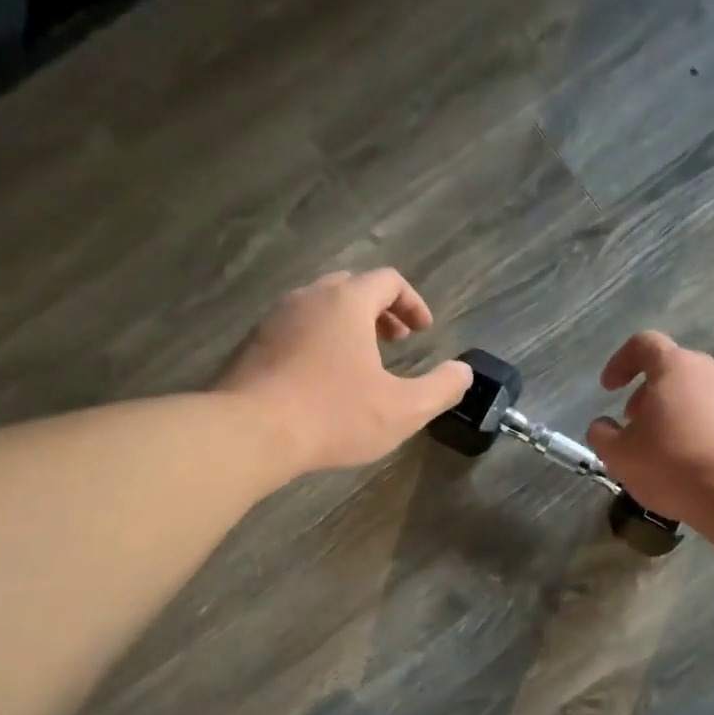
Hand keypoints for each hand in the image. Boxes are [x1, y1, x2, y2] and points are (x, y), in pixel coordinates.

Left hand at [217, 269, 471, 475]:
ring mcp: (274, 319)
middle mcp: (308, 298)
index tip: (423, 331)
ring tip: (361, 360)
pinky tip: (322, 378)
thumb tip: (464, 372)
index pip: (387, 280)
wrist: (249, 434)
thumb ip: (441, 388)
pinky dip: (318, 338)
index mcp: (347, 303)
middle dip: (380, 310)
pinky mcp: (252, 344)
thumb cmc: (333, 416)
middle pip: (351, 287)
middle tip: (396, 340)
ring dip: (347, 324)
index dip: (412, 302)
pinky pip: (294, 327)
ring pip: (319, 306)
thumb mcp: (403, 409)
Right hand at [587, 332, 713, 523]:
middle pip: (674, 370)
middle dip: (650, 394)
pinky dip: (707, 431)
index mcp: (675, 367)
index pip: (643, 344)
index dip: (621, 362)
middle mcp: (712, 370)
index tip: (610, 389)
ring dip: (679, 412)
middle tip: (637, 425)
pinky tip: (701, 463)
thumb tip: (602, 427)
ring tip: (669, 447)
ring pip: (701, 394)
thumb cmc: (675, 466)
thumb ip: (603, 436)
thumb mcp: (621, 457)